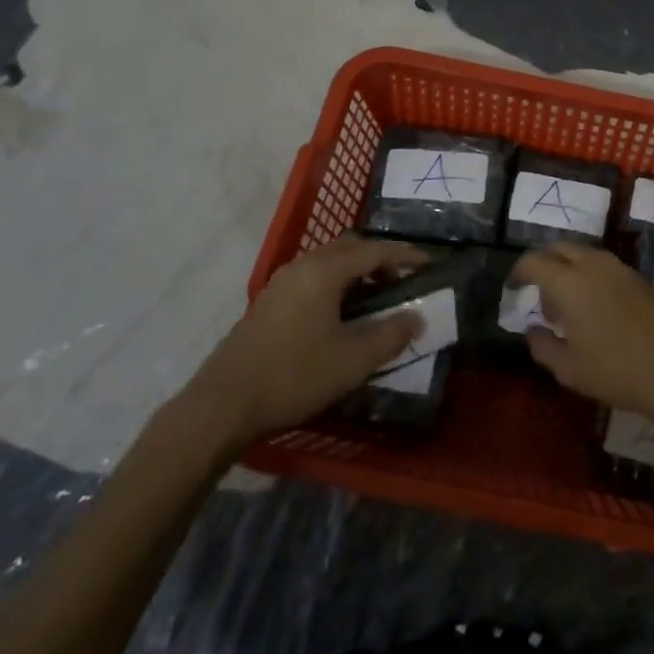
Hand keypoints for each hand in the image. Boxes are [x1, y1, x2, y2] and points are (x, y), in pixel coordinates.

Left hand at [176, 234, 429, 455]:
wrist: (222, 405)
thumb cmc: (294, 375)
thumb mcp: (353, 359)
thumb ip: (391, 334)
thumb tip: (417, 317)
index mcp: (324, 270)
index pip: (374, 250)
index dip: (406, 255)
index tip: (430, 263)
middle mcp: (302, 266)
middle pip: (349, 248)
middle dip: (380, 258)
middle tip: (403, 280)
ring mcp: (281, 284)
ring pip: (328, 263)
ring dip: (356, 273)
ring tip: (377, 300)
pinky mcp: (268, 304)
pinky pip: (313, 279)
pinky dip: (336, 285)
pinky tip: (342, 316)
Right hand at [512, 242, 653, 426]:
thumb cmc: (616, 371)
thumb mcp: (569, 369)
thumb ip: (542, 346)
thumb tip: (532, 330)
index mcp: (569, 281)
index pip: (534, 262)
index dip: (518, 272)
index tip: (512, 287)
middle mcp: (593, 264)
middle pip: (560, 248)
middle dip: (543, 263)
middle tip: (538, 292)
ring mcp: (620, 267)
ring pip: (584, 253)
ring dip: (568, 268)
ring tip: (566, 304)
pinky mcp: (639, 277)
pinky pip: (604, 265)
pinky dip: (589, 274)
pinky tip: (594, 307)